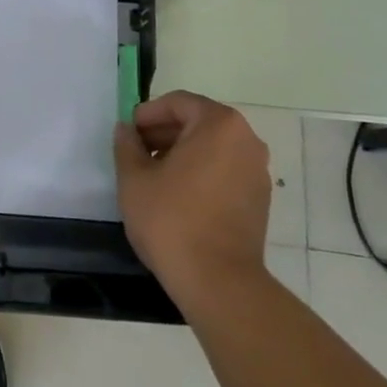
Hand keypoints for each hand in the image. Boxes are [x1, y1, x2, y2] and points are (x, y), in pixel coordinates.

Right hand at [115, 91, 273, 308]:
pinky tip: (177, 196)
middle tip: (136, 152)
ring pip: (212, 148)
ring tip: (153, 175)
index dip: (148, 114)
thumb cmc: (172, 220)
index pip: (179, 103)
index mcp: (219, 125)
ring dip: (182, 153)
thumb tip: (126, 130)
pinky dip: (201, 173)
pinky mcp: (259, 200)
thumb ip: (127, 145)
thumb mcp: (134, 178)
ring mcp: (257, 171)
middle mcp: (246, 140)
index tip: (128, 134)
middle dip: (165, 133)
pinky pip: (225, 171)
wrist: (219, 283)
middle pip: (198, 122)